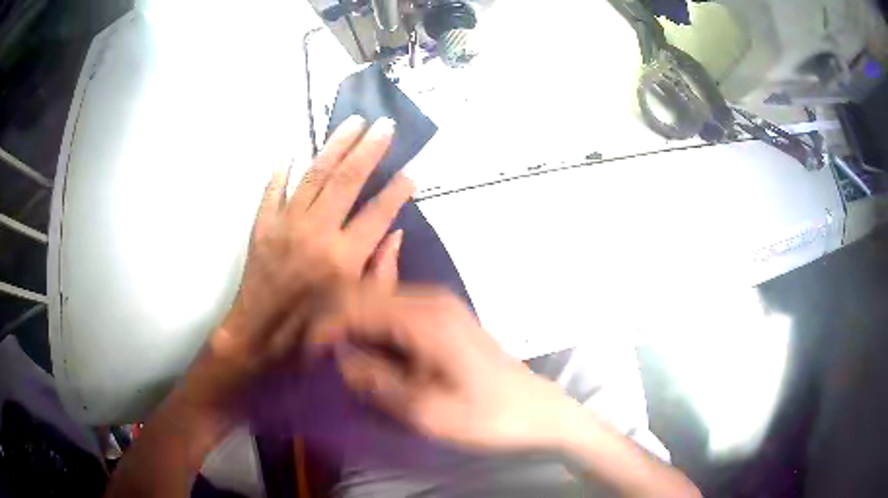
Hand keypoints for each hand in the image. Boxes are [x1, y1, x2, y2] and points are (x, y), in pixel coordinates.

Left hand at [188, 116, 413, 413]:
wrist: (257, 339)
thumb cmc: (310, 333)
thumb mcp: (355, 310)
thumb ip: (381, 272)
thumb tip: (396, 234)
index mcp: (344, 259)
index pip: (378, 213)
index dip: (397, 191)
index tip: (411, 173)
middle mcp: (316, 234)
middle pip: (347, 181)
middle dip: (370, 150)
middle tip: (385, 126)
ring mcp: (285, 225)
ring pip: (314, 175)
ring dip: (335, 146)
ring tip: (353, 123)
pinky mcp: (262, 225)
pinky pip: (273, 189)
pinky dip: (281, 168)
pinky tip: (291, 149)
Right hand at [313, 287, 578, 451]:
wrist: (538, 412)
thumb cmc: (489, 418)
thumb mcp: (428, 412)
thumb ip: (376, 381)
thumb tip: (337, 357)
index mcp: (424, 317)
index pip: (351, 304)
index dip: (319, 328)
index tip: (300, 358)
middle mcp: (428, 299)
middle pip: (359, 293)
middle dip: (326, 321)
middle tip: (305, 356)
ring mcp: (437, 305)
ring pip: (372, 300)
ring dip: (343, 324)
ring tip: (323, 356)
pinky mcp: (441, 317)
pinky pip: (389, 312)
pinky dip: (365, 328)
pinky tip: (357, 352)